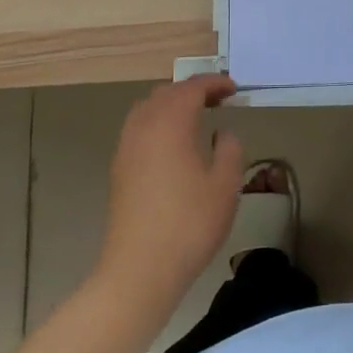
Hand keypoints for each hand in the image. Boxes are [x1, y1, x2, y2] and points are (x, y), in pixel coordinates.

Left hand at [97, 76, 244, 305]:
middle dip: (193, 91)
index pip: (192, 88)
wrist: (139, 269)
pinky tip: (173, 144)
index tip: (234, 89)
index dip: (214, 83)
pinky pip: (139, 128)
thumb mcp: (225, 186)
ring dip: (172, 105)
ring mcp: (126, 147)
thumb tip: (222, 134)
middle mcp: (144, 126)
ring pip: (148, 108)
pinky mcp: (119, 168)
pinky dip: (158, 122)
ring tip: (196, 118)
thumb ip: (229, 150)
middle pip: (167, 93)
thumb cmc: (189, 224)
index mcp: (171, 123)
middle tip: (218, 100)